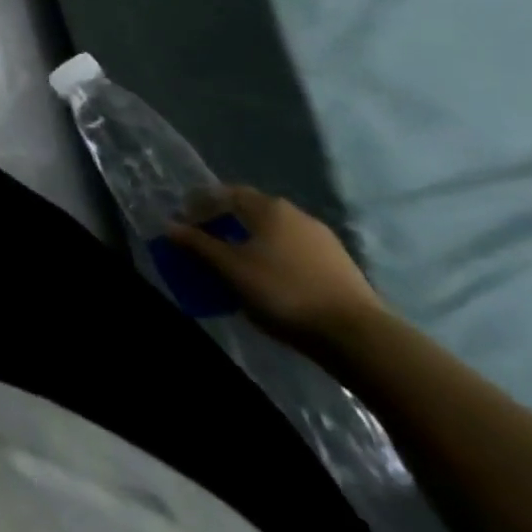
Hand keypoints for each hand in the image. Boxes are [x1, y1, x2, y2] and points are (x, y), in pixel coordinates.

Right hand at [167, 186, 385, 347]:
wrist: (361, 338)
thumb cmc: (285, 292)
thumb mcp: (231, 269)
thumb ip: (198, 245)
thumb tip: (170, 226)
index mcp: (267, 207)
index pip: (223, 194)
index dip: (200, 206)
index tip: (185, 225)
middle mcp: (295, 213)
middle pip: (250, 211)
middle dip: (226, 224)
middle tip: (209, 243)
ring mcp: (323, 239)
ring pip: (275, 233)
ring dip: (253, 242)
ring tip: (240, 265)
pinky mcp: (341, 266)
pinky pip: (296, 252)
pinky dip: (277, 258)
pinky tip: (273, 281)